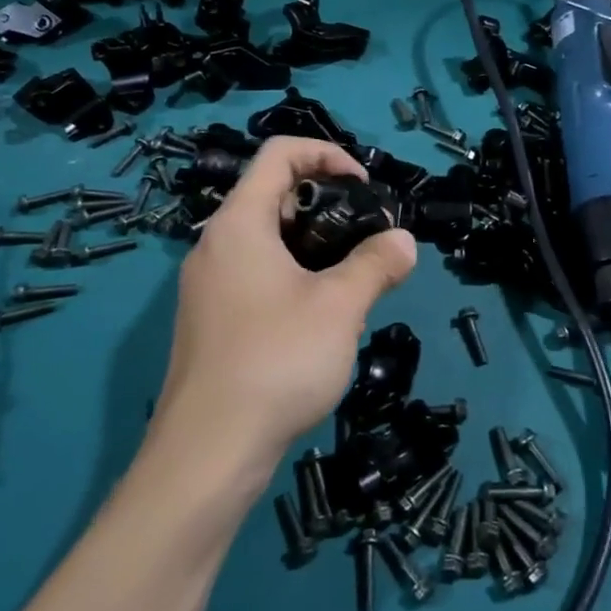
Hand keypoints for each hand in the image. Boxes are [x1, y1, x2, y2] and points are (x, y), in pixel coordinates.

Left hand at [160, 137, 416, 465]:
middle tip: (367, 238)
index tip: (364, 187)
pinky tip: (321, 320)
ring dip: (315, 247)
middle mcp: (216, 245)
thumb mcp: (341, 307)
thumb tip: (404, 242)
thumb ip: (377, 264)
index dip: (327, 154)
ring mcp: (208, 286)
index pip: (279, 153)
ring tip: (352, 281)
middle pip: (274, 195)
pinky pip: (257, 276)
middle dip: (328, 205)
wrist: (207, 456)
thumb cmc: (276, 362)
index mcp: (239, 224)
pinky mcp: (211, 322)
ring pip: (268, 240)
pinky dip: (294, 277)